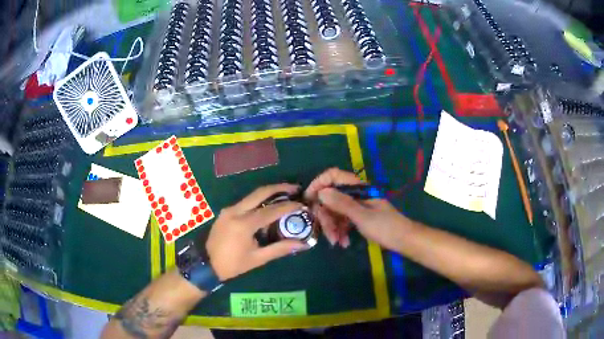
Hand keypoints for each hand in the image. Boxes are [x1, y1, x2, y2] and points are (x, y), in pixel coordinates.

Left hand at [206, 184, 309, 280]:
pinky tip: (268, 207)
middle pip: (260, 192)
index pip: (271, 211)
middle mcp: (235, 211)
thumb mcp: (257, 259)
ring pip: (252, 196)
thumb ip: (280, 249)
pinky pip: (245, 202)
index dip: (288, 206)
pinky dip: (259, 201)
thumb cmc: (233, 264)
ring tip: (285, 195)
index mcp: (244, 224)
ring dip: (269, 193)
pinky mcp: (225, 212)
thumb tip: (302, 244)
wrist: (206, 264)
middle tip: (295, 188)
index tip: (302, 204)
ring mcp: (228, 210)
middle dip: (279, 188)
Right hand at [305, 168, 411, 249]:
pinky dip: (340, 231)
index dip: (318, 184)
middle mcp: (354, 193)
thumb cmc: (386, 227)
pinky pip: (342, 220)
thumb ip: (342, 203)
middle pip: (330, 197)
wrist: (403, 240)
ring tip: (336, 242)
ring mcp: (356, 205)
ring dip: (332, 226)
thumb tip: (321, 192)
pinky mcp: (357, 216)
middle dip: (325, 215)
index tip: (308, 200)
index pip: (332, 175)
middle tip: (327, 232)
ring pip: (334, 211)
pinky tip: (343, 242)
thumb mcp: (362, 216)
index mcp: (357, 187)